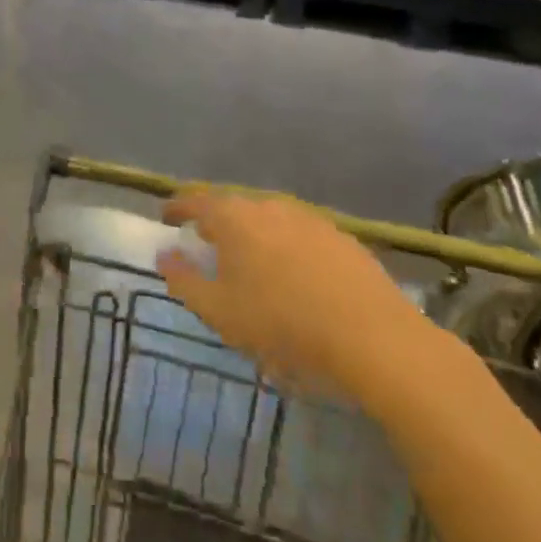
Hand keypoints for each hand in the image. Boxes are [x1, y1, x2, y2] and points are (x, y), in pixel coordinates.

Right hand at [157, 189, 433, 399]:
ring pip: (269, 219)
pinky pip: (300, 235)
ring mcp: (310, 219)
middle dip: (215, 221)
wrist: (376, 340)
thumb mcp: (219, 312)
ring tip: (249, 260)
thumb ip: (183, 280)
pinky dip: (286, 247)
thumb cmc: (283, 324)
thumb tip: (165, 255)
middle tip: (205, 242)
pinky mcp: (343, 239)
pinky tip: (293, 275)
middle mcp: (269, 206)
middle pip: (233, 206)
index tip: (165, 217)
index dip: (176, 207)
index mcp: (234, 218)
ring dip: (253, 234)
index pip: (195, 201)